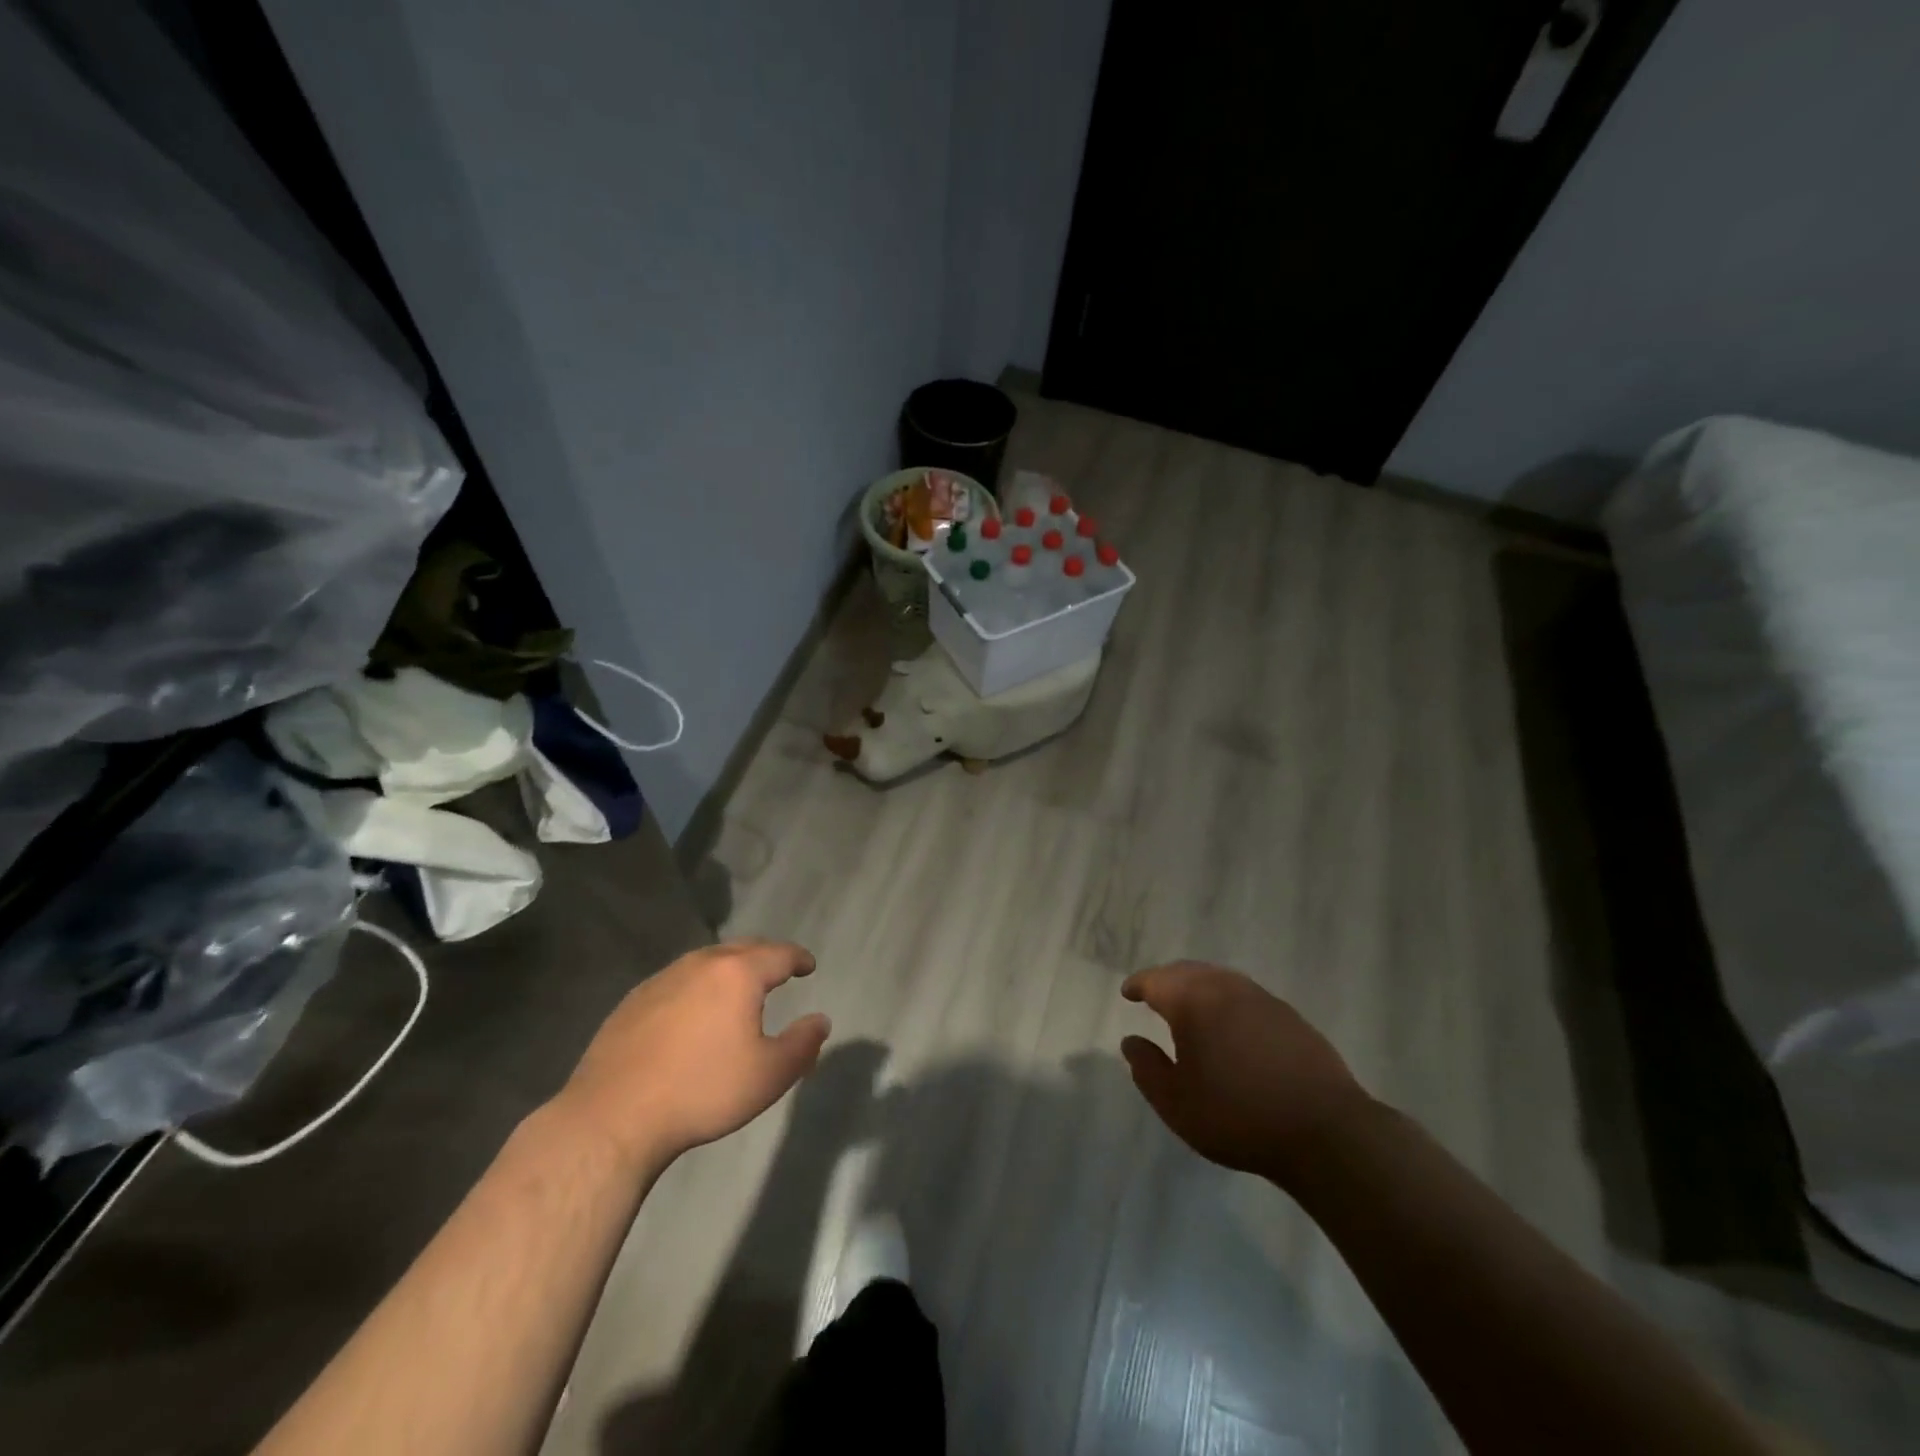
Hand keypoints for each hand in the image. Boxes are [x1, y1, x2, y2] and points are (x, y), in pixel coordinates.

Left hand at [554, 939, 830, 1173]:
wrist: (613, 1116)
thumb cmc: (702, 1091)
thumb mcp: (769, 1075)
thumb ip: (803, 1044)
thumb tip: (821, 1020)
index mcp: (738, 974)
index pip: (779, 954)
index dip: (799, 958)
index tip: (808, 966)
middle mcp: (701, 964)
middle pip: (742, 948)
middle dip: (765, 955)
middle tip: (779, 969)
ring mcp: (662, 979)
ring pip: (706, 961)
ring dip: (729, 968)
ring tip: (738, 987)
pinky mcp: (633, 1000)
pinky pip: (678, 980)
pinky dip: (697, 985)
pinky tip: (693, 1010)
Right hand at [1120, 961, 1370, 1184]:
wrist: (1325, 1132)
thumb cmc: (1238, 1117)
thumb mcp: (1177, 1104)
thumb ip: (1147, 1069)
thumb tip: (1131, 1041)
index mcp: (1193, 1001)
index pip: (1156, 980)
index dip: (1138, 985)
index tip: (1128, 993)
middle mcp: (1226, 988)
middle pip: (1188, 972)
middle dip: (1167, 980)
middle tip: (1154, 995)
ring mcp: (1262, 999)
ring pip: (1220, 980)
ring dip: (1198, 987)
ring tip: (1190, 1008)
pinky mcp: (1290, 1017)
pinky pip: (1246, 996)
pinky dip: (1227, 1001)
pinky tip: (1231, 1026)